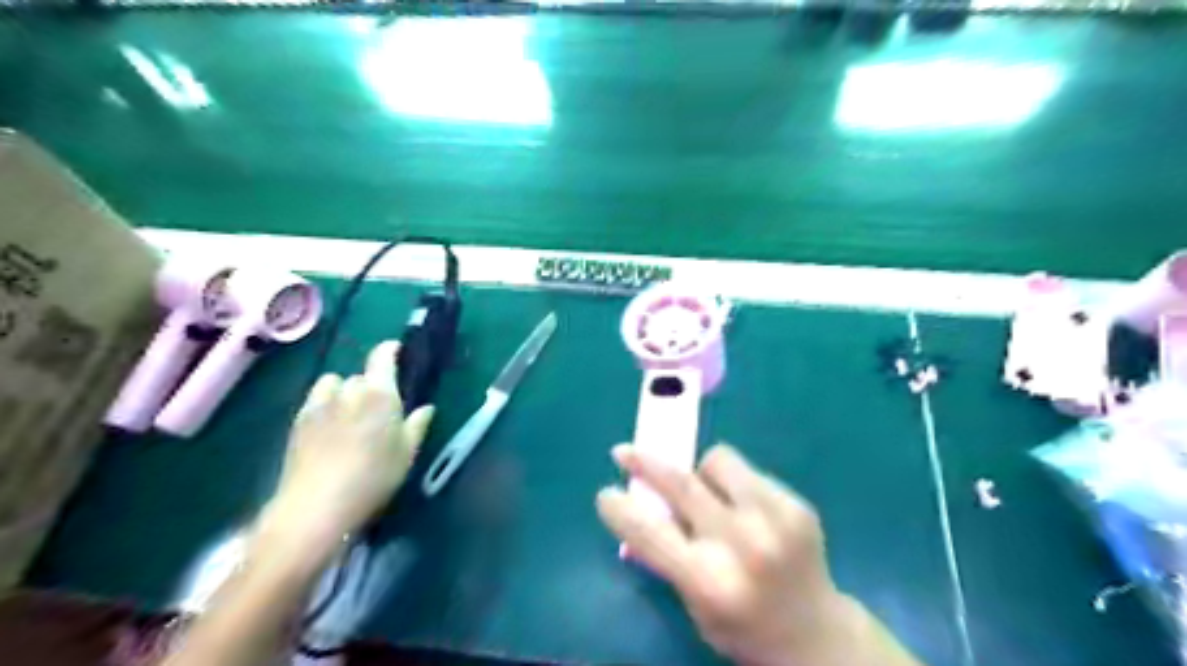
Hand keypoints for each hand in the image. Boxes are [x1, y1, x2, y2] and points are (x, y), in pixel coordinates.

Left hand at [261, 338, 435, 561]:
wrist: (317, 505)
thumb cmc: (374, 477)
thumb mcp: (407, 453)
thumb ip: (417, 425)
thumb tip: (426, 408)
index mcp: (380, 393)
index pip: (382, 357)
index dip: (390, 350)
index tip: (397, 352)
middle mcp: (349, 390)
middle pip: (362, 375)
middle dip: (372, 384)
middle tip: (380, 407)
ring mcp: (319, 403)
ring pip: (335, 384)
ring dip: (344, 391)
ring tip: (350, 413)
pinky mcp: (298, 420)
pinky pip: (316, 399)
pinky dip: (326, 404)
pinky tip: (330, 427)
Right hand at [603, 442, 852, 665]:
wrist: (814, 634)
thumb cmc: (741, 624)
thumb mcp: (694, 603)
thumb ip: (668, 555)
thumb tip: (640, 504)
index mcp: (708, 581)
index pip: (649, 532)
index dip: (620, 508)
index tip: (606, 493)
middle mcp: (742, 544)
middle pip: (681, 483)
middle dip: (645, 463)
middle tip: (624, 453)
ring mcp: (774, 519)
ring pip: (718, 460)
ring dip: (703, 472)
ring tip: (711, 495)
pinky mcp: (797, 505)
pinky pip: (748, 471)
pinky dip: (735, 483)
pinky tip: (745, 509)